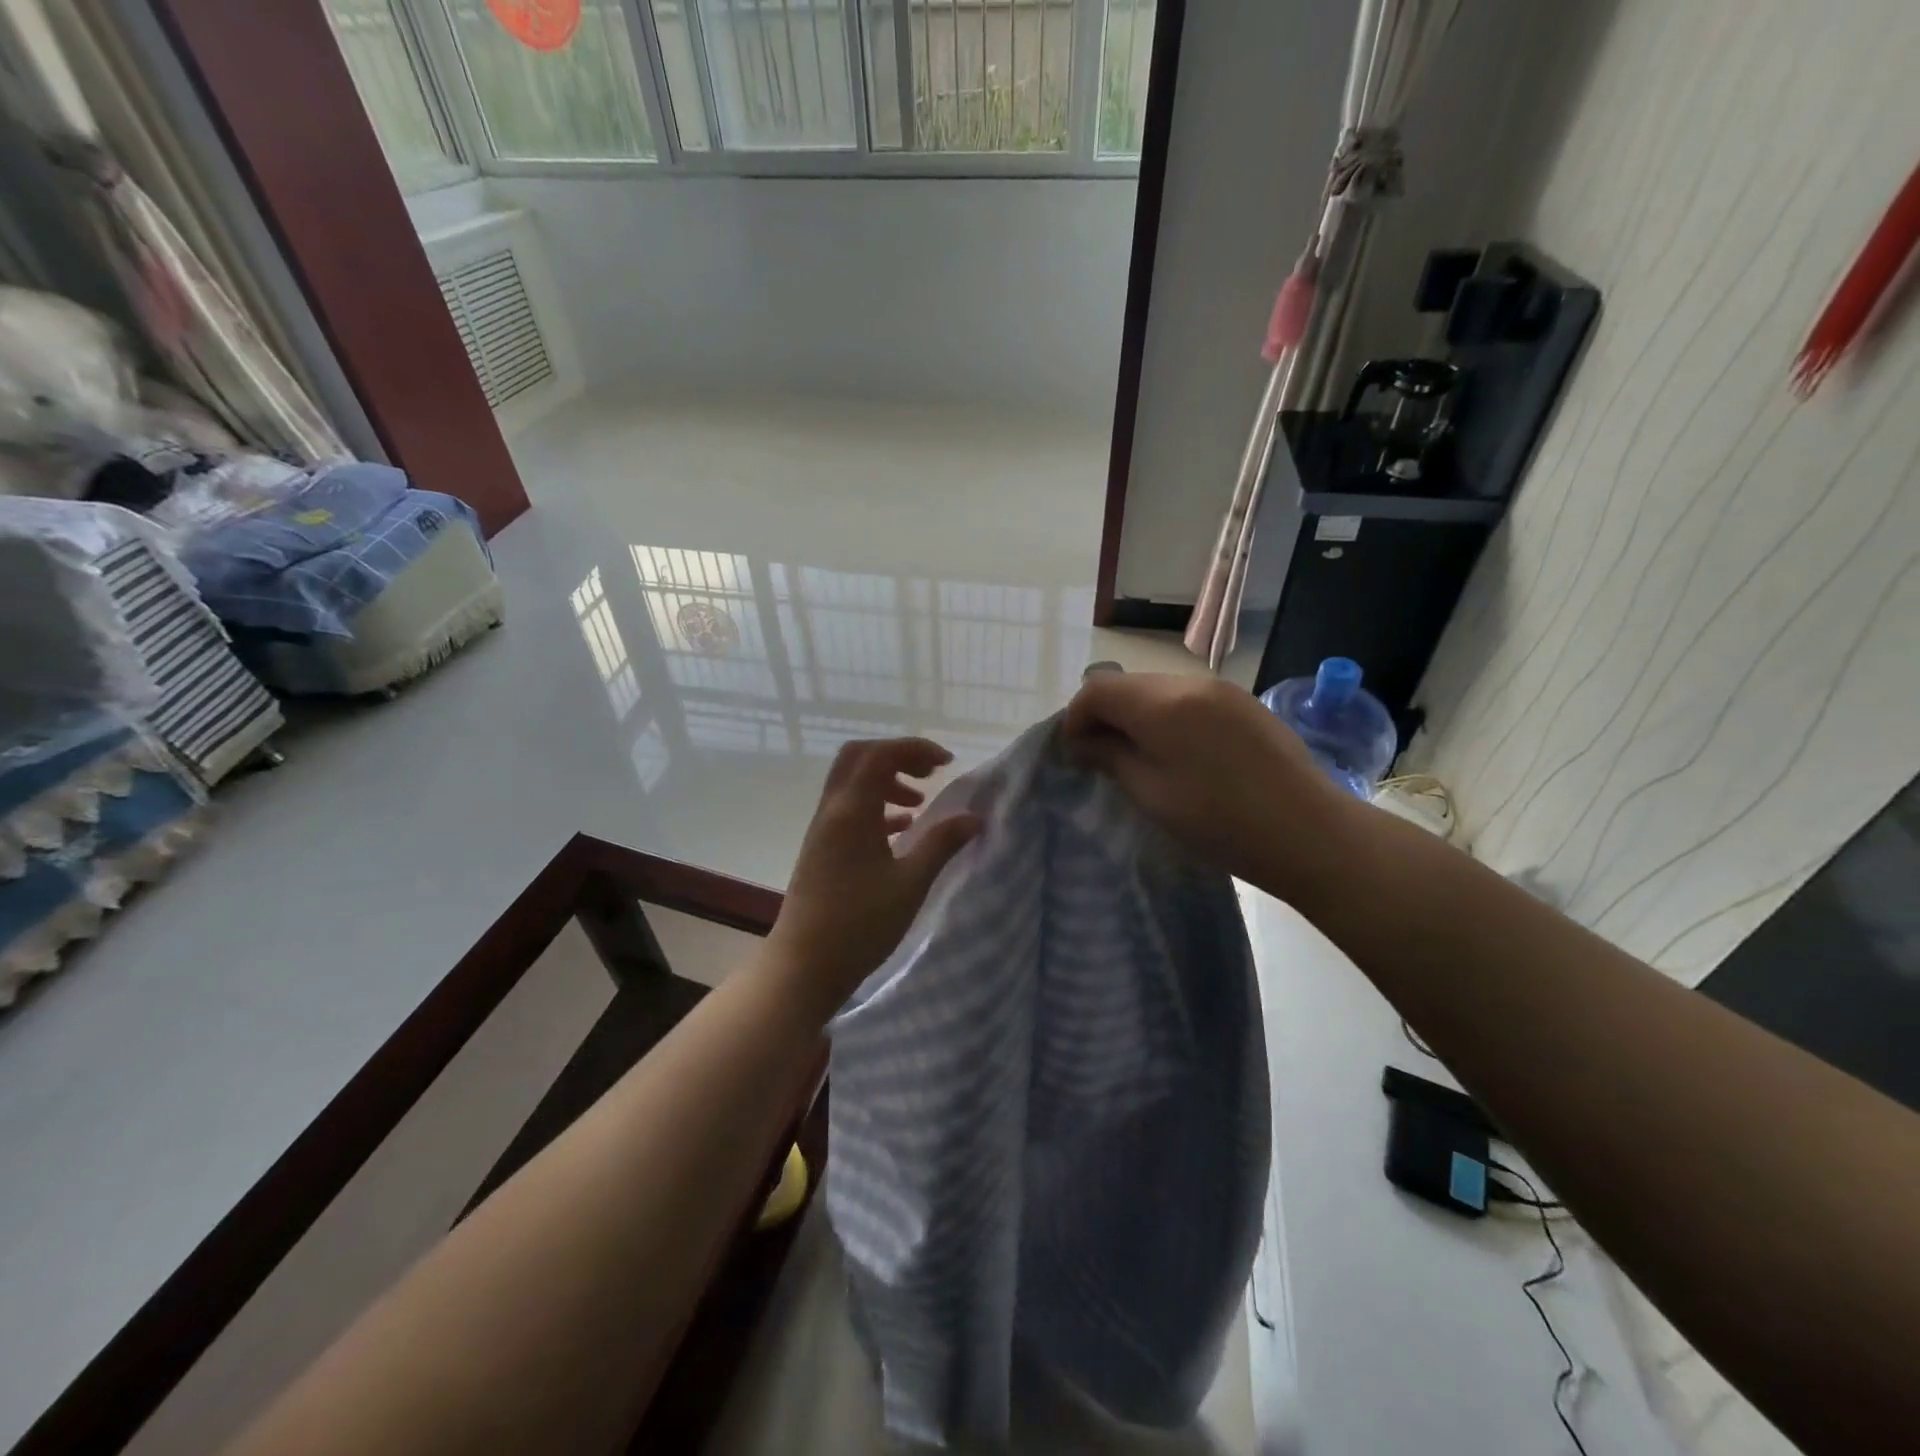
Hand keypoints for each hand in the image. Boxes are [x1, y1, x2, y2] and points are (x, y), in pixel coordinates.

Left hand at [769, 738, 980, 1014]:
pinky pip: (848, 810)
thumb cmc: (860, 924)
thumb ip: (942, 844)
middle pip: (859, 758)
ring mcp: (822, 830)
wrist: (804, 965)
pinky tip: (900, 832)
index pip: (881, 754)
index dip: (915, 749)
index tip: (948, 764)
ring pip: (852, 784)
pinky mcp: (820, 850)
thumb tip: (974, 817)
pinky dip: (875, 807)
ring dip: (886, 782)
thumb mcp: (910, 884)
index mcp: (852, 811)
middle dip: (897, 757)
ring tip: (920, 806)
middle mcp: (832, 811)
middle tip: (930, 775)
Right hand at [1063, 673, 1353, 890]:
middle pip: (1128, 685)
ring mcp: (1221, 690)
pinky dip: (1169, 717)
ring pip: (1158, 690)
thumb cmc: (1220, 820)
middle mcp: (1190, 683)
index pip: (1097, 690)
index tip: (1074, 754)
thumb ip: (1111, 757)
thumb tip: (1084, 742)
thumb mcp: (1151, 794)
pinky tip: (1181, 754)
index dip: (1075, 718)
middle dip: (1105, 715)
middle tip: (1102, 758)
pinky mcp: (1244, 703)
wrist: (1308, 832)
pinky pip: (1189, 699)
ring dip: (1138, 716)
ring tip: (1141, 758)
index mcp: (1161, 703)